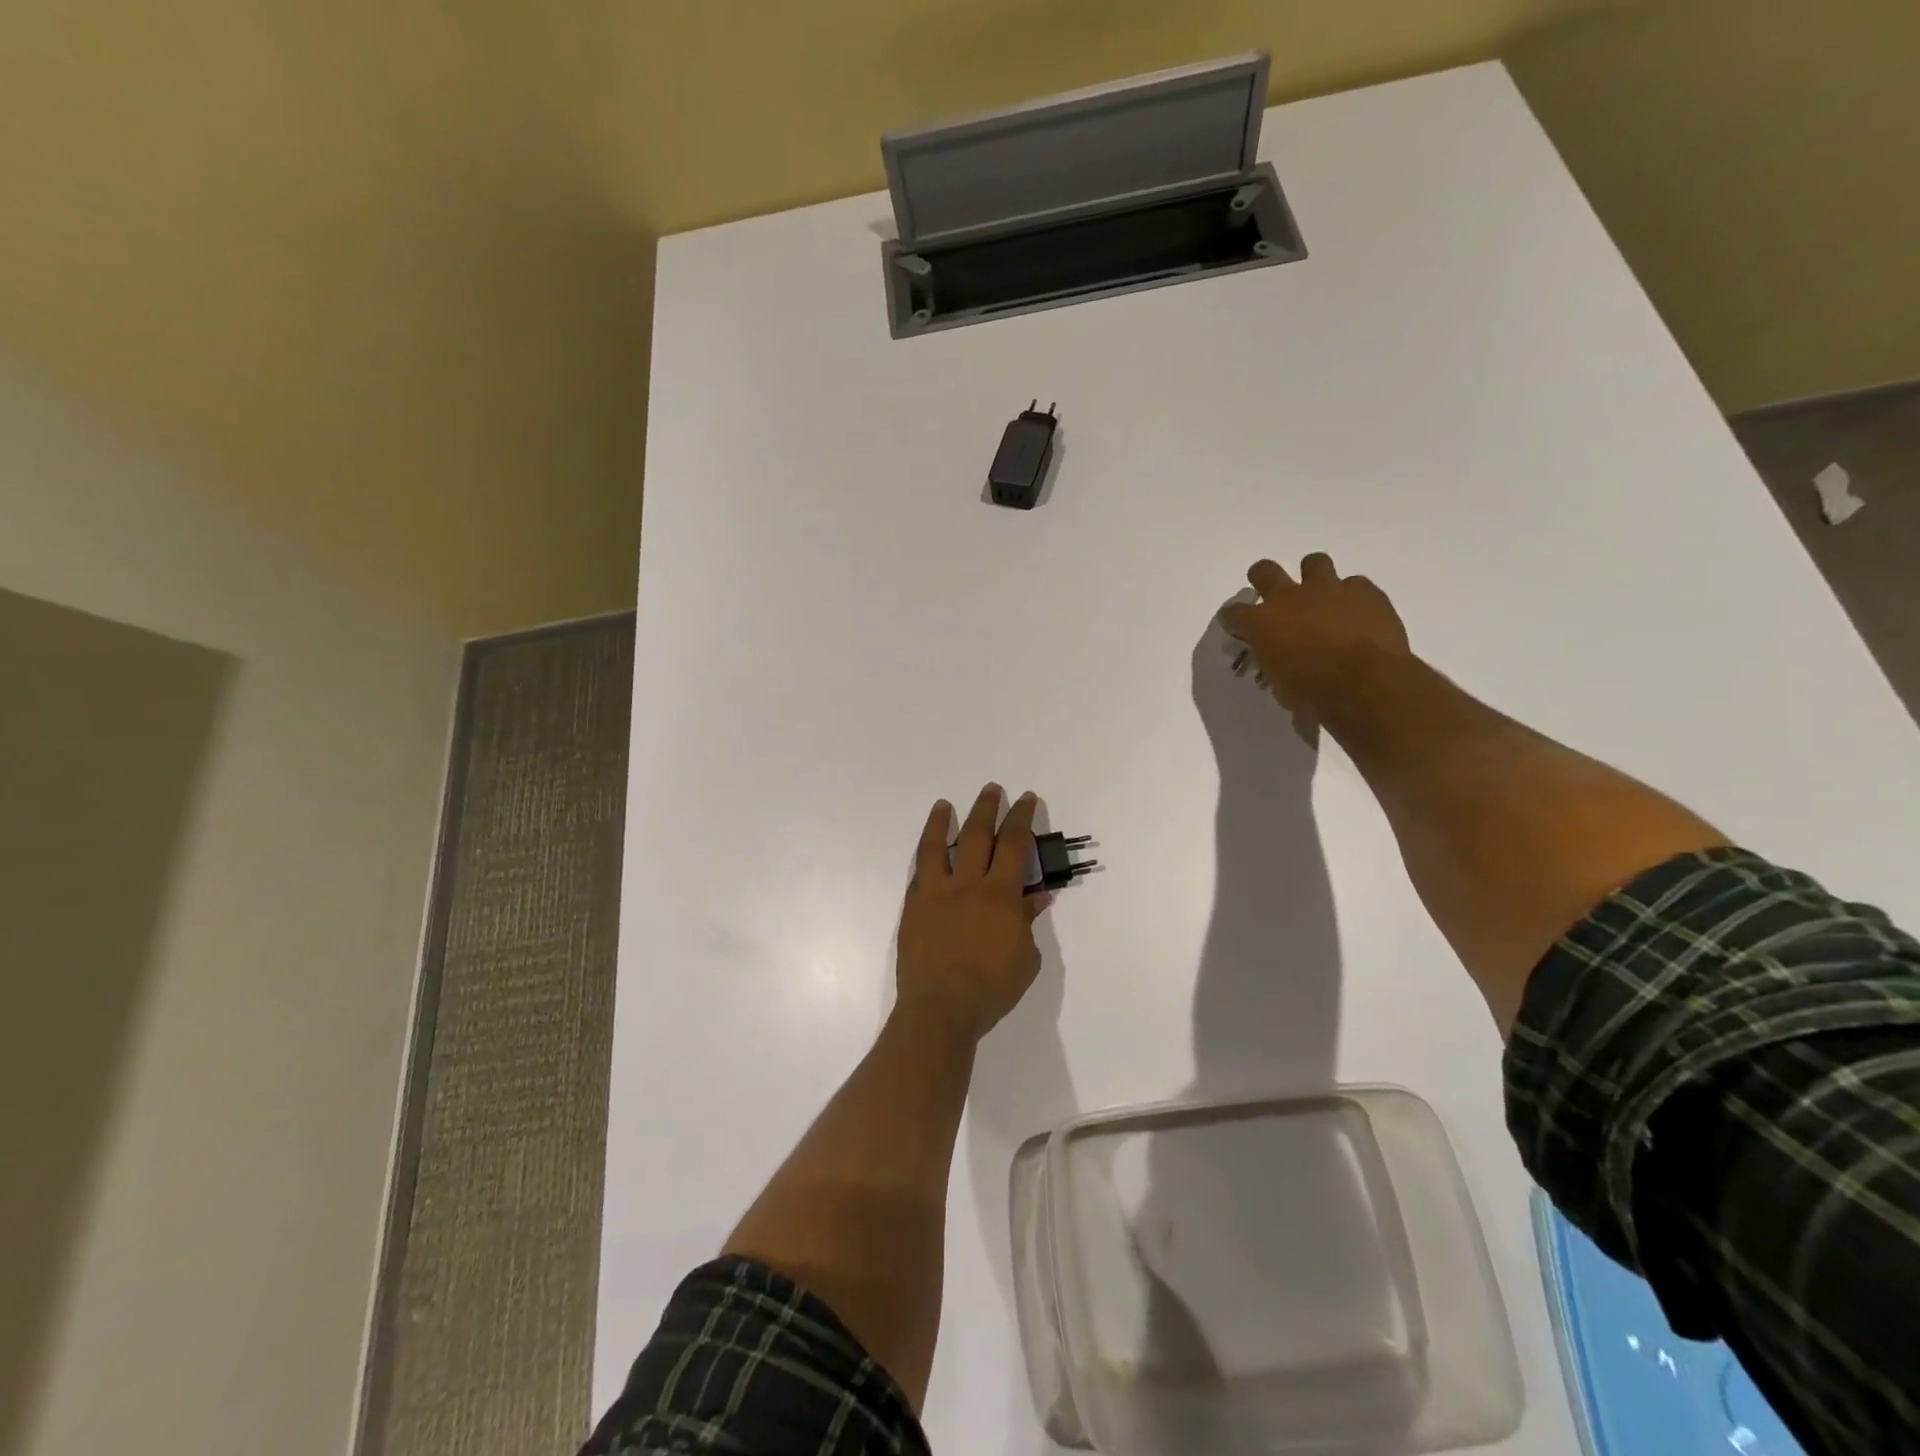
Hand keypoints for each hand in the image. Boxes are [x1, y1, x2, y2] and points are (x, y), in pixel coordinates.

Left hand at [896, 785, 1050, 1041]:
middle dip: (986, 808)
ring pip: (936, 846)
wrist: (941, 1008)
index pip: (1014, 844)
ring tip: (944, 804)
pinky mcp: (913, 908)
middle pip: (976, 835)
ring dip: (941, 821)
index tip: (1025, 799)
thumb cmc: (992, 988)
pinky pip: (918, 873)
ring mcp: (936, 893)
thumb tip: (1037, 896)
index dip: (1021, 818)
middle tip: (991, 789)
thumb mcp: (1026, 958)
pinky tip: (926, 850)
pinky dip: (924, 857)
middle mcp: (967, 884)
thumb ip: (1028, 921)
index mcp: (1000, 894)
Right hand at [1219, 554, 1409, 725]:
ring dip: (1313, 576)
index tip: (1238, 629)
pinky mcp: (1363, 590)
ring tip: (1321, 595)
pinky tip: (1358, 614)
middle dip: (1262, 578)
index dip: (1233, 621)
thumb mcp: (1281, 687)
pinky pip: (1355, 584)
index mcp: (1261, 623)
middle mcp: (1289, 597)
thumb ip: (1275, 665)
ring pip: (1314, 562)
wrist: (1367, 683)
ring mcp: (1328, 589)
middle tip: (1271, 594)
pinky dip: (1353, 597)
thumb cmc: (1315, 693)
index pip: (1232, 613)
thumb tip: (1279, 665)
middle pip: (1264, 571)